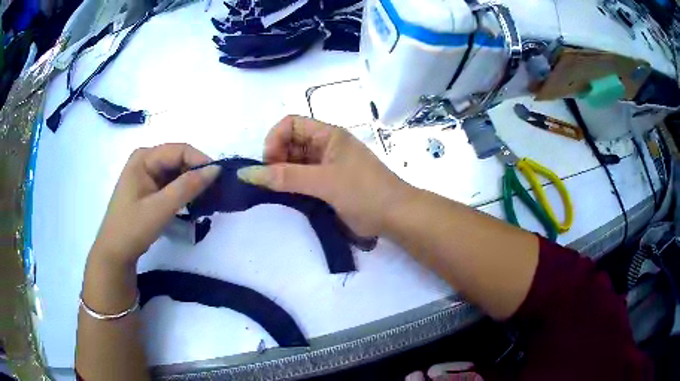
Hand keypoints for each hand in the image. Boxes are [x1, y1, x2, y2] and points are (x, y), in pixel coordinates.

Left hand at [90, 143, 219, 265]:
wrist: (115, 253)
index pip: (180, 150)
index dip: (200, 162)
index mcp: (144, 157)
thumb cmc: (133, 228)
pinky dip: (183, 193)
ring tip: (206, 201)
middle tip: (214, 194)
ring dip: (191, 185)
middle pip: (178, 160)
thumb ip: (187, 187)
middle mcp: (145, 160)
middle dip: (196, 174)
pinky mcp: (149, 188)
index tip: (219, 181)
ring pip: (176, 172)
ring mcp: (146, 174)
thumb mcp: (161, 208)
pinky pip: (171, 184)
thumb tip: (216, 169)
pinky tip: (192, 205)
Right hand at [237, 115, 411, 236]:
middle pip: (289, 143)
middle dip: (276, 160)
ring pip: (294, 163)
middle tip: (272, 184)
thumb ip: (286, 177)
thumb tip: (247, 173)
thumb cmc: (364, 192)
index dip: (274, 140)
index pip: (290, 124)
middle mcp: (326, 146)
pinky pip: (302, 180)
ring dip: (282, 175)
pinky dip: (292, 187)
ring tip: (276, 194)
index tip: (270, 165)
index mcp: (328, 135)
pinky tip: (287, 200)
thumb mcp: (324, 181)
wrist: (396, 217)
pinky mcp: (328, 185)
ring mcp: (327, 166)